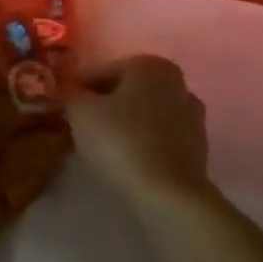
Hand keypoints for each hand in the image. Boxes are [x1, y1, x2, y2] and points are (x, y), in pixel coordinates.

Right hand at [67, 56, 208, 204]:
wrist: (169, 196)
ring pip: (143, 115)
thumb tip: (68, 89)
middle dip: (103, 106)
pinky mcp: (198, 148)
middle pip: (125, 92)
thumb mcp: (79, 111)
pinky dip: (142, 144)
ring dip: (123, 125)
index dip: (78, 91)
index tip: (64, 110)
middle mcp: (176, 83)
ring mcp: (192, 116)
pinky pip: (158, 138)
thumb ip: (69, 92)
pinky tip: (126, 161)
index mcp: (149, 65)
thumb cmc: (121, 142)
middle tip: (80, 128)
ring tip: (101, 148)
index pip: (100, 72)